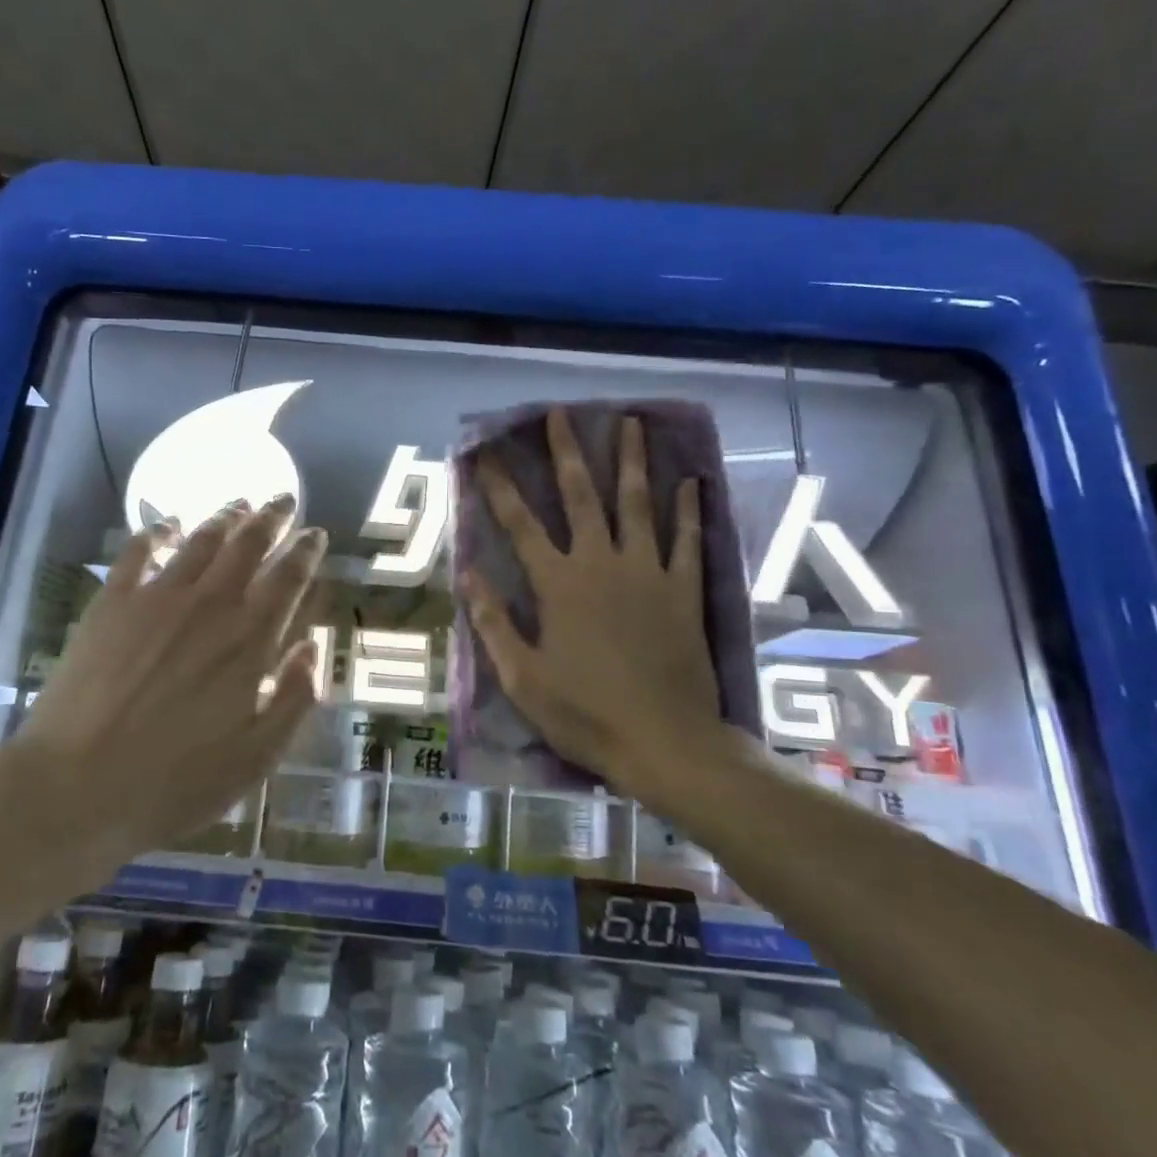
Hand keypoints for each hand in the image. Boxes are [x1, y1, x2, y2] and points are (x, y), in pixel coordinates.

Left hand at [5, 496, 326, 864]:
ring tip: (239, 503)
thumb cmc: (175, 782)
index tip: (316, 534)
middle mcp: (209, 605)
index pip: (288, 578)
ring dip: (224, 517)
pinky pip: (138, 551)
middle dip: (271, 517)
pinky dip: (157, 530)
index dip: (306, 551)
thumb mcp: (256, 757)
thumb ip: (294, 698)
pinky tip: (167, 523)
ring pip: (200, 540)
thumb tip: (312, 648)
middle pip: (248, 545)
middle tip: (284, 499)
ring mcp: (156, 598)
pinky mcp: (111, 603)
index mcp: (249, 640)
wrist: (75, 788)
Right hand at [462, 409, 747, 797]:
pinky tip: (689, 481)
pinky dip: (688, 510)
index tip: (487, 453)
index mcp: (558, 584)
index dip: (500, 486)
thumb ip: (494, 622)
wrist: (664, 742)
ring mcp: (647, 572)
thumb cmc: (584, 713)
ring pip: (637, 504)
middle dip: (566, 452)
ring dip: (631, 461)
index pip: (520, 524)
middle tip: (560, 414)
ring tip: (630, 423)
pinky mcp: (683, 590)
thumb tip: (467, 574)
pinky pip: (688, 540)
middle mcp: (600, 563)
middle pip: (580, 496)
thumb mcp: (522, 677)